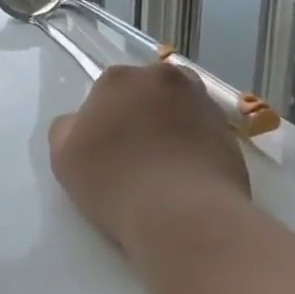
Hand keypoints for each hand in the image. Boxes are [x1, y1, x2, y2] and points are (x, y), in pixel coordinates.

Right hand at [49, 63, 250, 259]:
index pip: (106, 91)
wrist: (183, 216)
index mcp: (120, 78)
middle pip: (147, 93)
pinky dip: (195, 149)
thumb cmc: (114, 181)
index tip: (103, 149)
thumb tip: (83, 123)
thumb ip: (68, 128)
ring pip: (179, 110)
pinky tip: (185, 180)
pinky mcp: (230, 133)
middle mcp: (165, 78)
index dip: (103, 120)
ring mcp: (203, 103)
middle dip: (141, 115)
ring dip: (170, 129)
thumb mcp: (63, 155)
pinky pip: (203, 135)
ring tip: (163, 171)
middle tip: (133, 156)